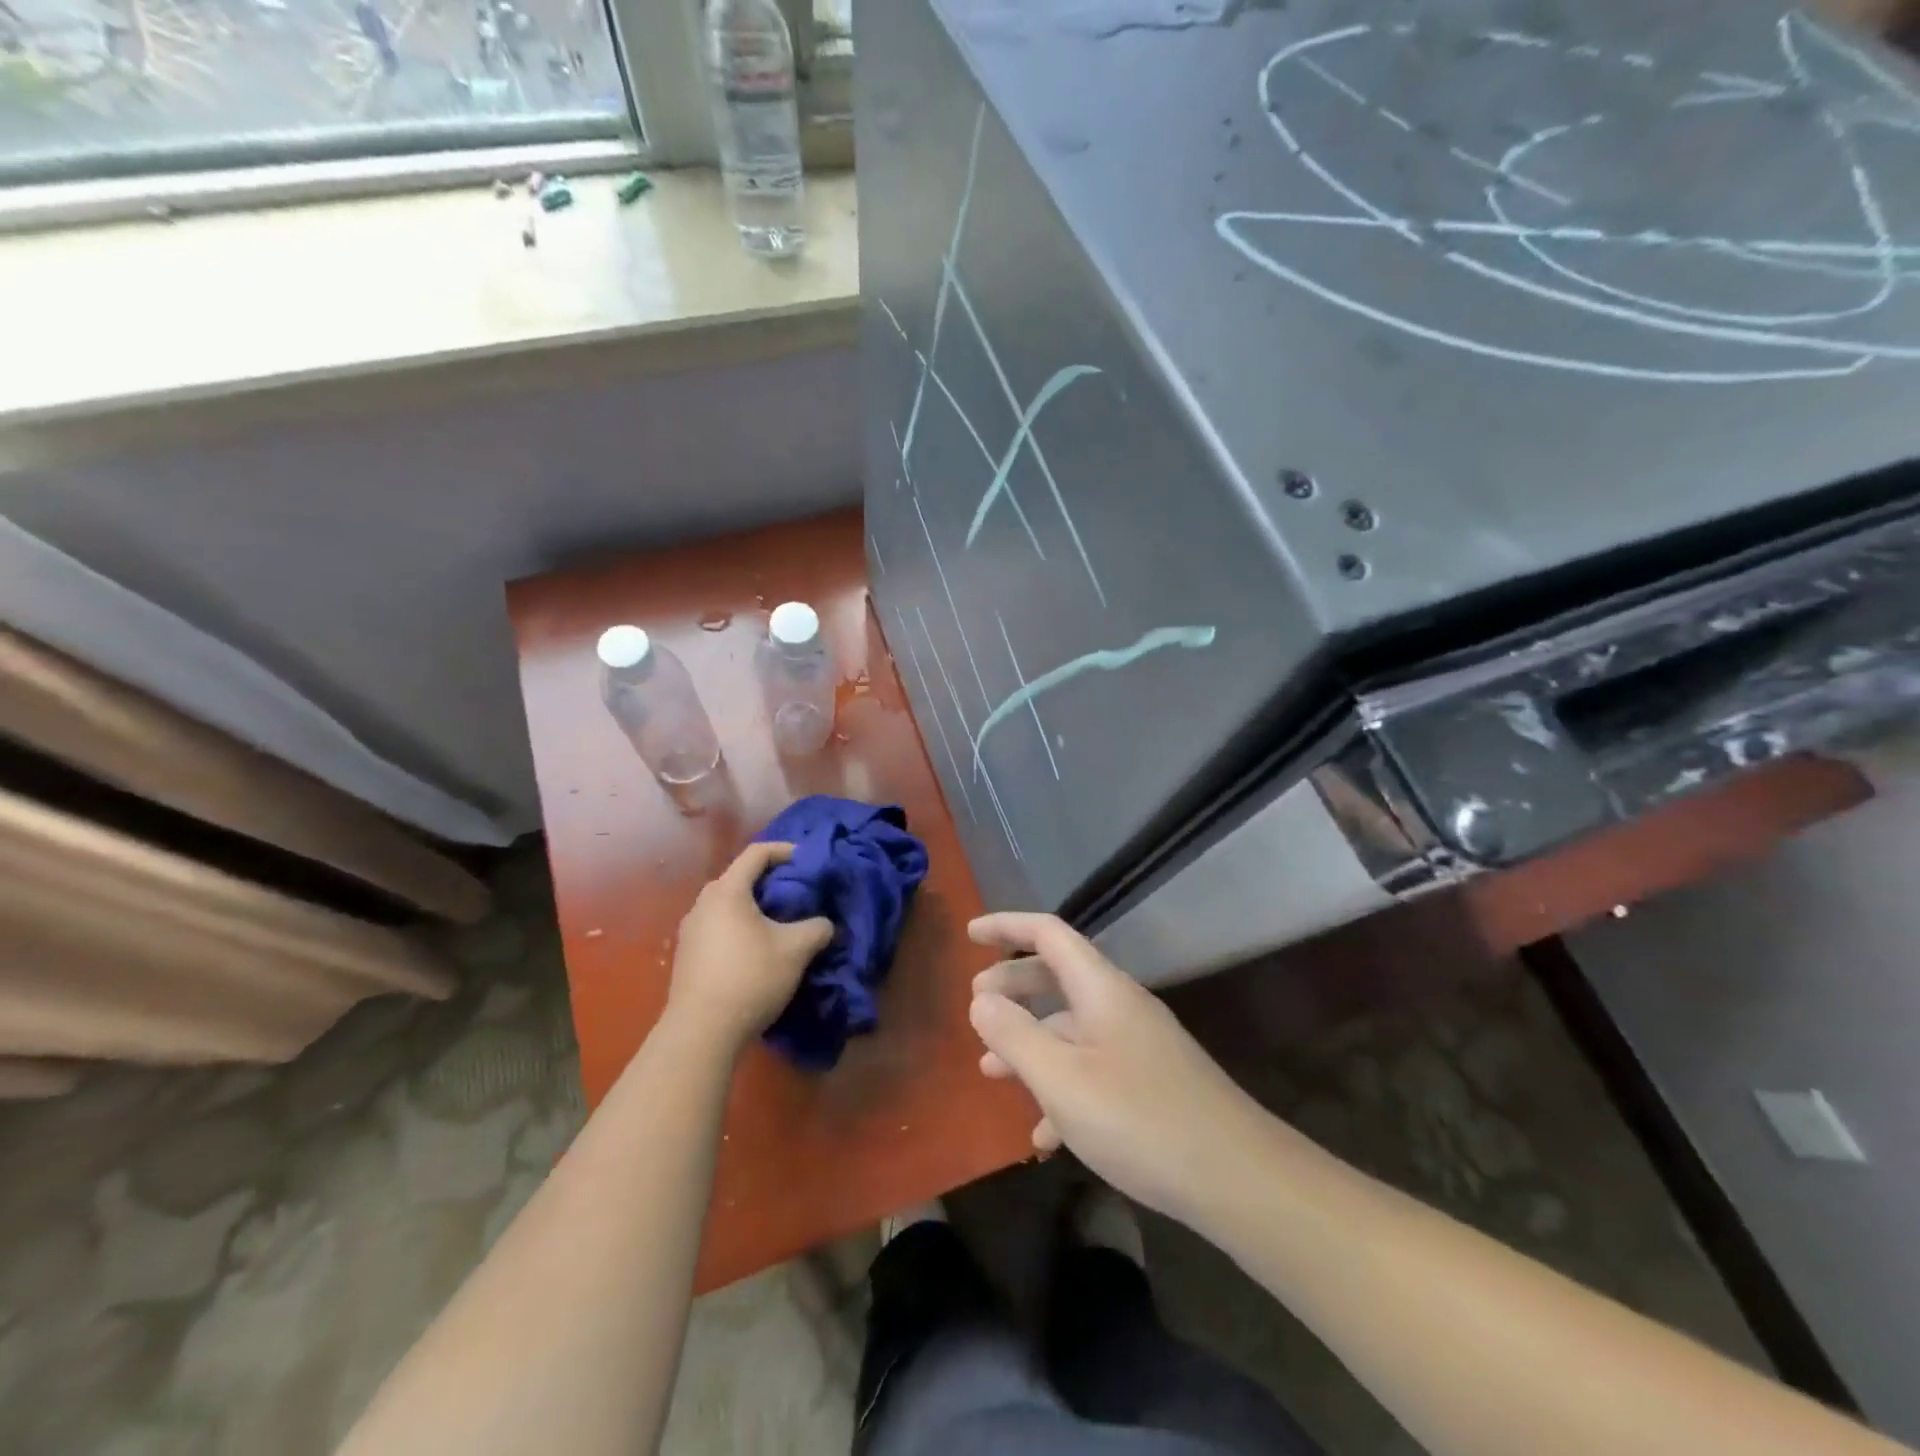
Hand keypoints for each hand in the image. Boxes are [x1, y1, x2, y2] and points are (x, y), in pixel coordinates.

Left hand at [667, 843, 833, 1053]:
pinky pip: (717, 927)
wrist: (701, 1032)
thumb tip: (824, 924)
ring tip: (777, 922)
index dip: (785, 850)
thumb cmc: (750, 978)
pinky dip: (738, 927)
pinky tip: (754, 950)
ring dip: (752, 907)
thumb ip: (817, 927)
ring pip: (726, 905)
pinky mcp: (686, 956)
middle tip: (795, 892)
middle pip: (738, 878)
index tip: (806, 860)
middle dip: (768, 880)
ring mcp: (690, 931)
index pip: (757, 853)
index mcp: (727, 891)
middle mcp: (703, 904)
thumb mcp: (796, 950)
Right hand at [969, 912, 1271, 1221]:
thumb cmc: (1139, 1119)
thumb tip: (980, 1000)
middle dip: (1013, 986)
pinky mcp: (1149, 1083)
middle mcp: (1120, 1006)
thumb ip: (1014, 1036)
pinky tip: (1043, 1135)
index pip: (1047, 933)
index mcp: (1101, 988)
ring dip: (1030, 1042)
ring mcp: (1138, 1045)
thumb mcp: (1061, 1079)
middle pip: (1057, 976)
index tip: (969, 934)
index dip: (1006, 926)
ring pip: (1072, 1027)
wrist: (1237, 1179)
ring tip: (990, 1072)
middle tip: (975, 1005)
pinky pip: (1093, 1069)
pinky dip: (1061, 1087)